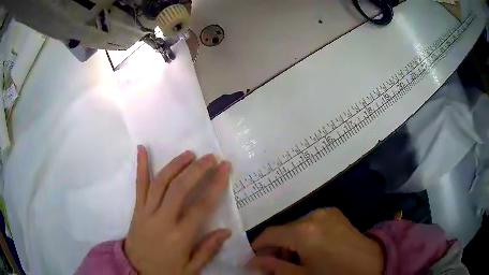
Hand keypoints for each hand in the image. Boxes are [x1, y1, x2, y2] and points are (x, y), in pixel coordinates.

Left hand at [124, 146, 231, 274]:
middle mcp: (163, 220)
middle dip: (197, 170)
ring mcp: (146, 212)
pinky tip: (142, 148)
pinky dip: (141, 166)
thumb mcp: (191, 269)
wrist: (135, 270)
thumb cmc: (165, 271)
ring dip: (175, 165)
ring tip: (189, 154)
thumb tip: (226, 231)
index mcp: (180, 237)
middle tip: (210, 157)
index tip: (225, 168)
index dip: (215, 185)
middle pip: (180, 189)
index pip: (201, 207)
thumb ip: (208, 250)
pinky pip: (139, 185)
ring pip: (160, 183)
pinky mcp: (136, 209)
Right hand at [247, 208, 384, 274]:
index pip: (270, 234)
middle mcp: (313, 215)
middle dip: (275, 246)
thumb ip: (275, 267)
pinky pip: (310, 222)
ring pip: (296, 225)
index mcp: (304, 231)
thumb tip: (253, 261)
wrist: (371, 262)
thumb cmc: (334, 273)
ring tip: (293, 257)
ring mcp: (326, 212)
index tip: (252, 257)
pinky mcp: (334, 213)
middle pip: (283, 229)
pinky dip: (303, 234)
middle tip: (273, 262)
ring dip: (289, 240)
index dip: (257, 245)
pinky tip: (310, 248)